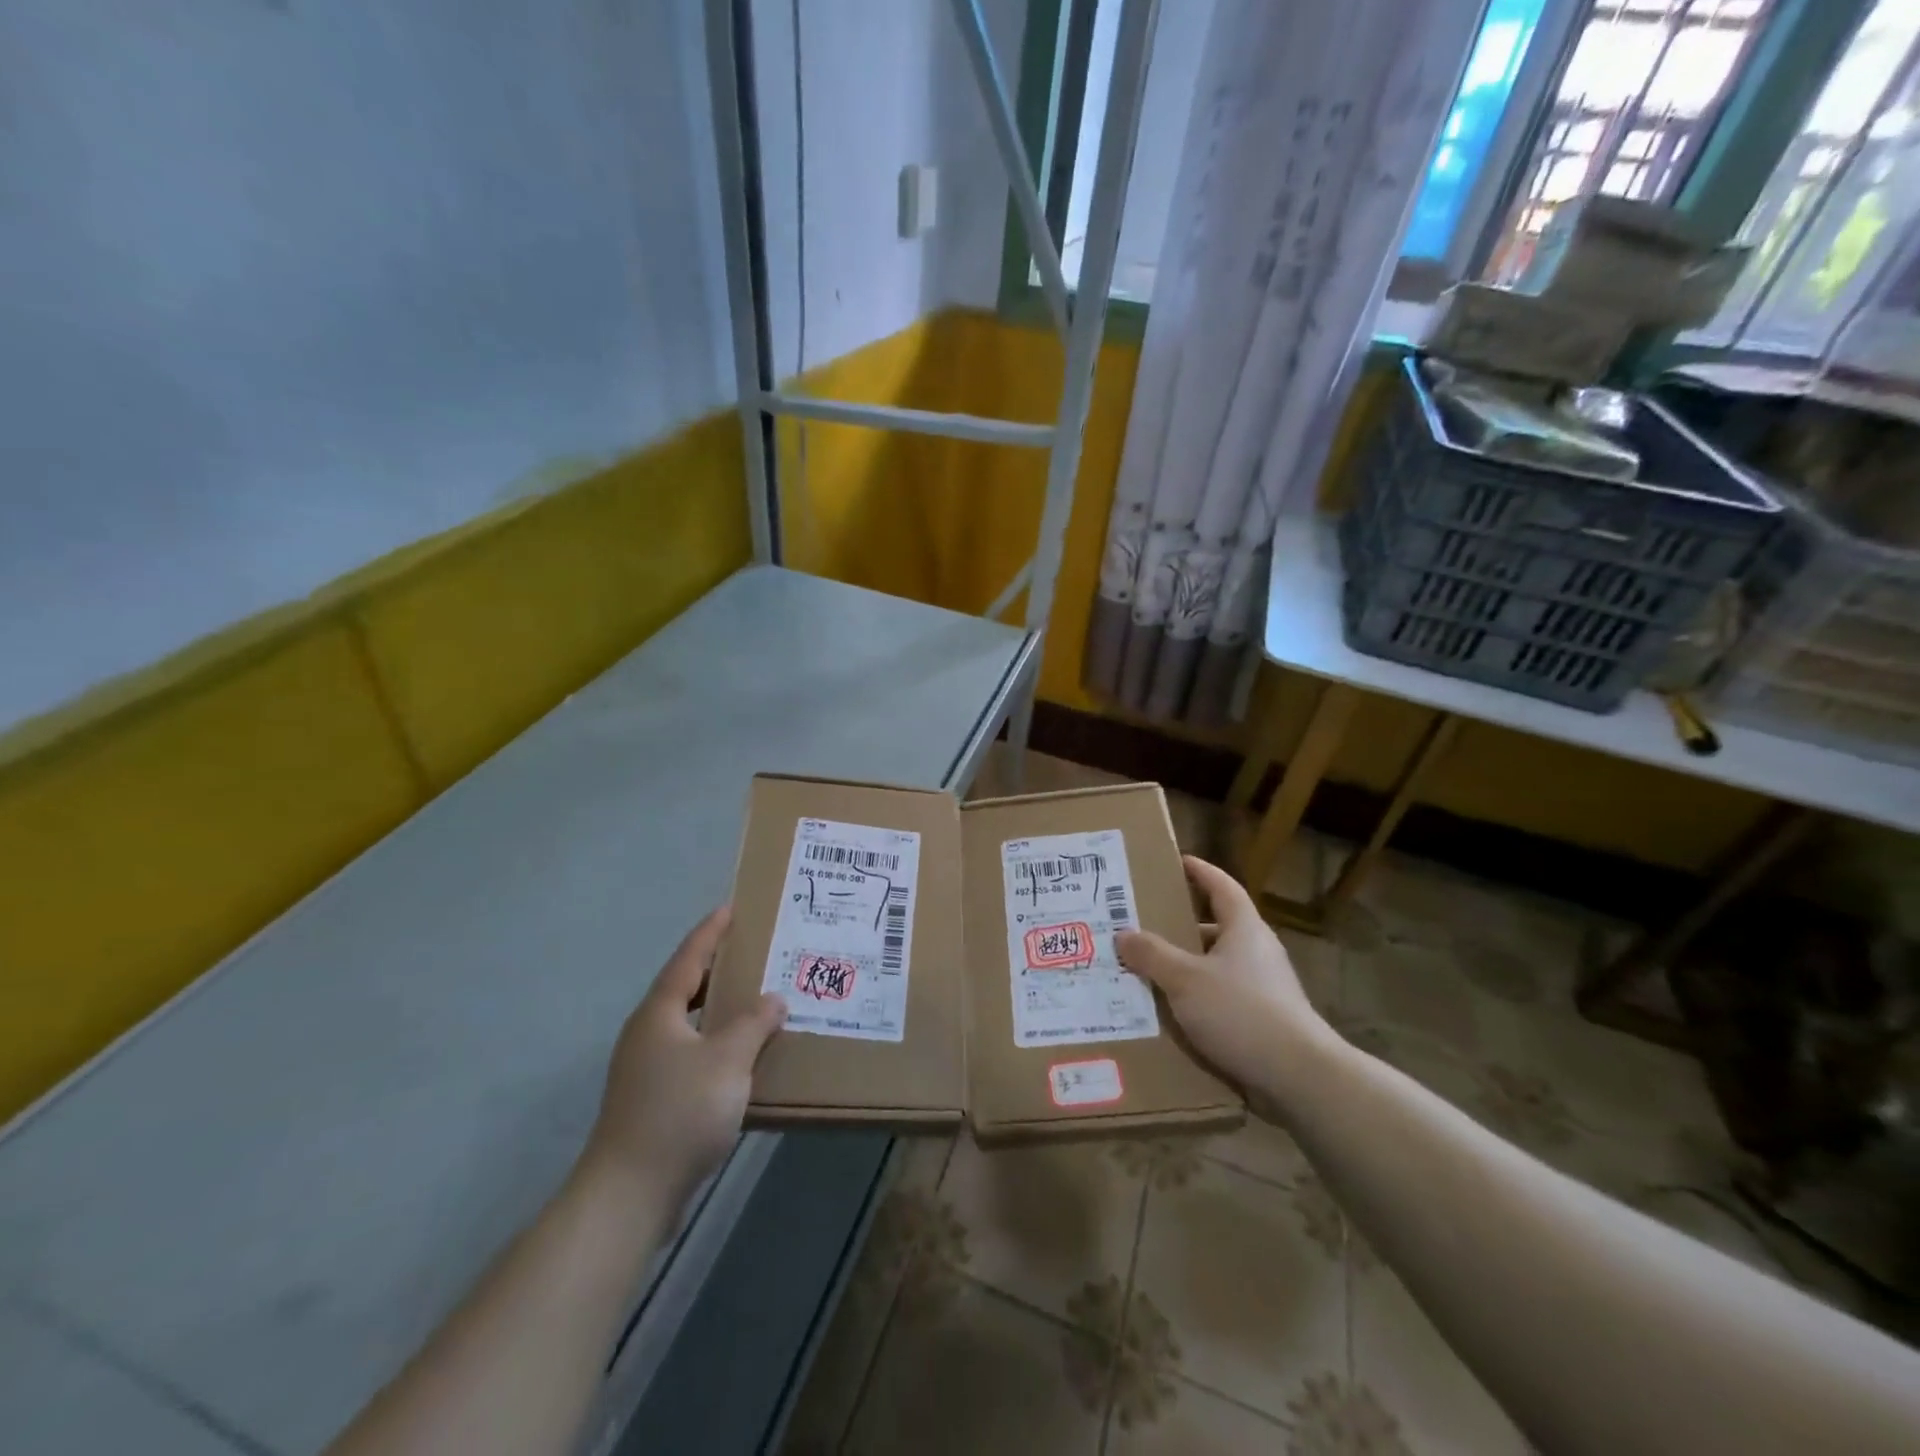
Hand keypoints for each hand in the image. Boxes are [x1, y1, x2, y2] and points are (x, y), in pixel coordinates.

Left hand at [580, 907, 785, 1206]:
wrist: (630, 1194)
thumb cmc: (679, 1113)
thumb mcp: (727, 1060)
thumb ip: (753, 1024)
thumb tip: (772, 1000)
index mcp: (659, 1013)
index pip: (688, 959)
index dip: (710, 932)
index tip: (731, 908)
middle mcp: (648, 1033)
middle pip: (685, 987)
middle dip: (718, 967)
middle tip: (753, 950)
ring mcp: (647, 1068)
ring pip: (690, 1022)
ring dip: (720, 1007)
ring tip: (755, 996)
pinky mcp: (654, 1098)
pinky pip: (692, 1051)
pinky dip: (718, 1041)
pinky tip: (743, 1054)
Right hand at [1115, 856, 1333, 1107]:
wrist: (1298, 1076)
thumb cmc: (1241, 1012)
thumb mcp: (1185, 979)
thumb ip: (1152, 955)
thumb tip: (1124, 934)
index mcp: (1244, 928)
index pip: (1221, 886)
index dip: (1200, 871)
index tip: (1177, 861)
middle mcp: (1257, 951)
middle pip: (1216, 926)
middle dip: (1180, 925)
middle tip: (1143, 924)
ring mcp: (1263, 987)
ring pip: (1216, 965)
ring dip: (1185, 966)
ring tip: (1147, 970)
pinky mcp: (1263, 1019)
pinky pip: (1221, 997)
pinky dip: (1196, 998)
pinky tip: (1170, 1012)